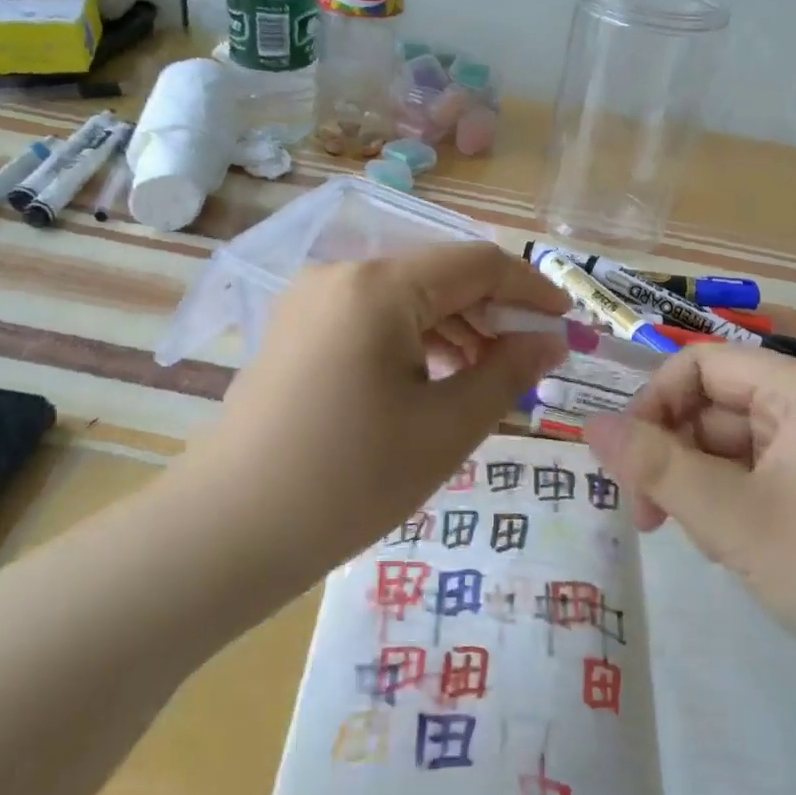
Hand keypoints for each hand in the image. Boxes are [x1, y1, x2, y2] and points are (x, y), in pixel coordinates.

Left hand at [200, 243, 567, 568]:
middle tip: (532, 361)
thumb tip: (551, 341)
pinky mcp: (297, 331)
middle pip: (439, 276)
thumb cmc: (349, 479)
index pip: (477, 263)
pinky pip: (372, 319)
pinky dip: (414, 341)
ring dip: (455, 329)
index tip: (567, 323)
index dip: (531, 288)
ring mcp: (312, 301)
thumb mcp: (445, 428)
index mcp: (379, 286)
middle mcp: (342, 275)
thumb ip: (508, 373)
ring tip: (488, 378)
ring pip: (405, 299)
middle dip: (493, 313)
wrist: (228, 531)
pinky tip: (435, 381)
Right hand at [585, 344, 795, 719]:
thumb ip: (655, 466)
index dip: (653, 403)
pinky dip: (732, 509)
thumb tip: (588, 424)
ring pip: (729, 449)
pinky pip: (757, 480)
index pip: (698, 364)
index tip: (628, 462)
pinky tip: (738, 553)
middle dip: (673, 455)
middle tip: (651, 518)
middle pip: (711, 407)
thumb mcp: (732, 518)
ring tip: (710, 544)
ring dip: (700, 487)